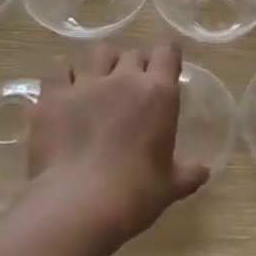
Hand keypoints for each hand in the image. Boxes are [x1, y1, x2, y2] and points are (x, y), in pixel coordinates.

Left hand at [25, 41, 207, 249]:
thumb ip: (188, 173)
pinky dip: (63, 75)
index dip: (166, 57)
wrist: (78, 205)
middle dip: (134, 66)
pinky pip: (57, 69)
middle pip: (132, 53)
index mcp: (158, 92)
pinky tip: (63, 89)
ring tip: (98, 84)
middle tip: (132, 89)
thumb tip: (203, 172)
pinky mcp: (53, 96)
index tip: (165, 70)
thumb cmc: (135, 194)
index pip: (167, 51)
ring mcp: (86, 83)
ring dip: (101, 65)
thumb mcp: (170, 187)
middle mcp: (123, 78)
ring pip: (97, 54)